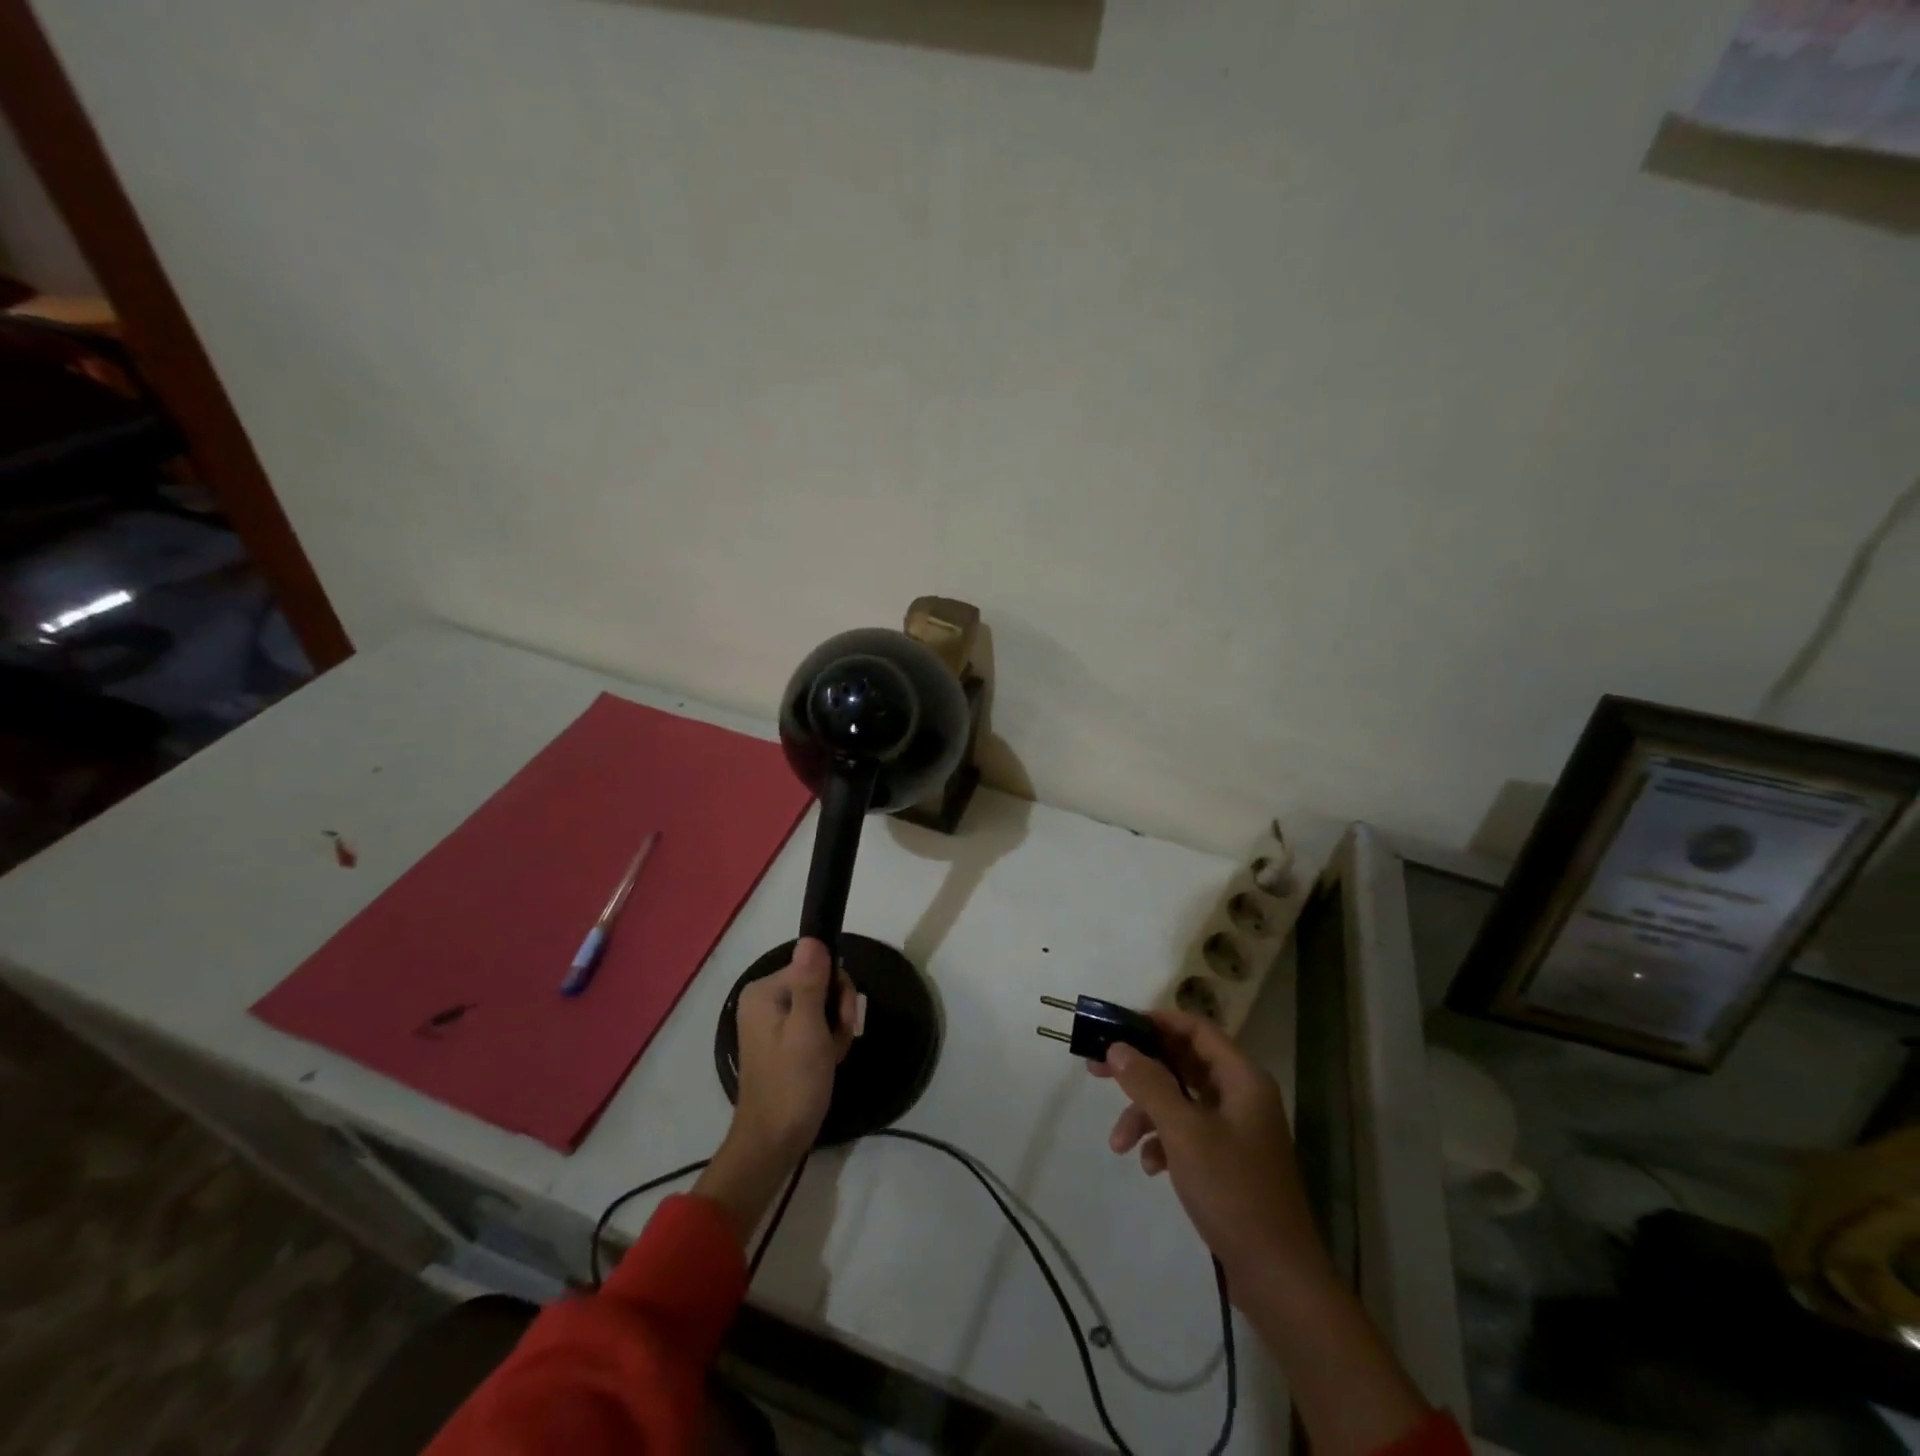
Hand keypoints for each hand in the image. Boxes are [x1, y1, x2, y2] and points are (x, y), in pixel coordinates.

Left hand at [696, 938, 855, 1244]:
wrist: (773, 1144)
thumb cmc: (793, 1085)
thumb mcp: (808, 1030)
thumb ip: (812, 983)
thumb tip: (811, 938)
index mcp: (765, 991)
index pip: (817, 965)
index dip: (837, 992)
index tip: (840, 1023)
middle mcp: (764, 999)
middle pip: (820, 983)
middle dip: (837, 1012)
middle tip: (836, 1044)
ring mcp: (771, 1021)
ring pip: (821, 1005)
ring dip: (835, 1030)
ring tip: (830, 1057)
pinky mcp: (780, 1041)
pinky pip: (813, 1025)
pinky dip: (826, 1042)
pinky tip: (826, 1062)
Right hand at [1095, 1011, 1438, 1453]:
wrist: (1277, 1277)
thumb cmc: (1233, 1191)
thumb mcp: (1183, 1132)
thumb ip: (1149, 1084)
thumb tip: (1118, 1047)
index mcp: (1241, 1078)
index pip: (1196, 1029)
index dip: (1157, 1022)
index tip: (1116, 1025)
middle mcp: (1241, 1095)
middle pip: (1183, 1063)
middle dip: (1140, 1069)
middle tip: (1097, 1069)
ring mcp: (1236, 1129)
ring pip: (1180, 1100)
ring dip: (1146, 1113)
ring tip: (1118, 1143)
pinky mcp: (1228, 1160)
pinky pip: (1187, 1132)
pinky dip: (1163, 1141)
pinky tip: (1149, 1166)